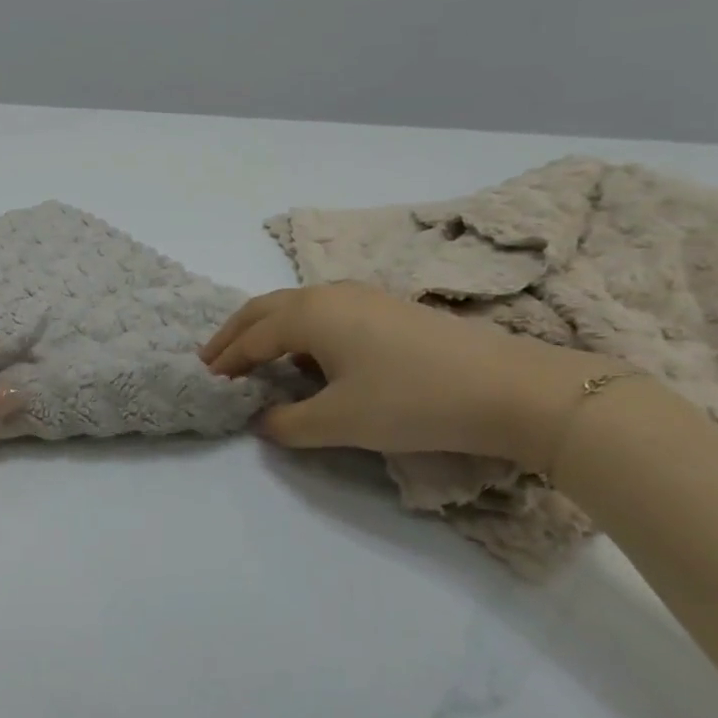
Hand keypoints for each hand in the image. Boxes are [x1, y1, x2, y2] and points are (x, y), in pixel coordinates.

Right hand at [200, 284, 600, 468]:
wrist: (510, 388)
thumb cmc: (412, 400)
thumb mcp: (341, 421)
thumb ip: (290, 424)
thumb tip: (263, 421)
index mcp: (309, 314)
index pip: (253, 337)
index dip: (227, 360)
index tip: (207, 379)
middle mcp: (328, 294)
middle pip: (265, 309)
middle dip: (235, 333)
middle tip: (212, 357)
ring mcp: (362, 296)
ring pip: (296, 306)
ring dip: (267, 328)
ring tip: (253, 354)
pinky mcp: (388, 307)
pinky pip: (323, 311)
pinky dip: (298, 329)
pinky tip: (308, 353)